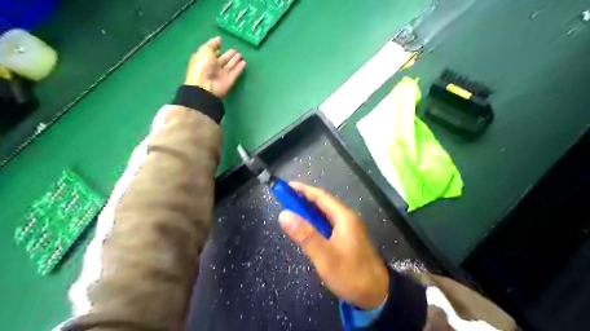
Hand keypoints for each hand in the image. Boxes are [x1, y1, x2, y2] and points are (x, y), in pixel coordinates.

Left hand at [185, 36, 246, 97]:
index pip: (212, 53)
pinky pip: (235, 73)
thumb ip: (212, 44)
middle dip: (228, 55)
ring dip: (235, 60)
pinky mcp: (229, 80)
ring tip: (240, 54)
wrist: (206, 86)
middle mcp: (213, 67)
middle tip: (235, 50)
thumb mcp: (205, 51)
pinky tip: (244, 62)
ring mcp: (222, 74)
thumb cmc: (203, 66)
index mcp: (204, 59)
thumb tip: (219, 39)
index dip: (217, 49)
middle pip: (222, 60)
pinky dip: (239, 68)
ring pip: (230, 66)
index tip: (223, 44)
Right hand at [280, 183, 389, 308]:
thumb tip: (284, 214)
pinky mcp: (349, 239)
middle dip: (305, 198)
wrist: (377, 296)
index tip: (287, 186)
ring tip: (293, 211)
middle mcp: (348, 218)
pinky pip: (329, 223)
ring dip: (310, 210)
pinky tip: (309, 227)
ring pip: (326, 213)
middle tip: (286, 199)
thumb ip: (305, 235)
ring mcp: (350, 228)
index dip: (303, 190)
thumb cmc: (351, 274)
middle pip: (324, 202)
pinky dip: (316, 221)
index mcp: (344, 217)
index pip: (321, 196)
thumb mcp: (325, 256)